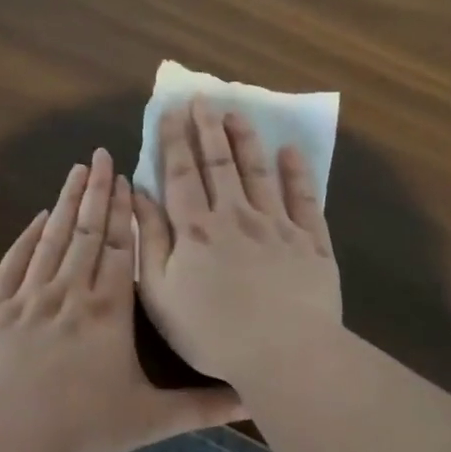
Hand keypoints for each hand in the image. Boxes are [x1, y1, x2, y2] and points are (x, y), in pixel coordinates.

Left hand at [0, 148, 240, 451]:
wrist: (6, 437)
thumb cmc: (82, 426)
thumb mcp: (150, 419)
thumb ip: (202, 407)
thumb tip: (253, 399)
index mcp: (109, 310)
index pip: (119, 248)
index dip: (123, 212)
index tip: (126, 178)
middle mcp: (71, 292)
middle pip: (86, 231)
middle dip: (96, 192)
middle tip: (100, 154)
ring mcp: (29, 298)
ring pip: (52, 239)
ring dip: (65, 203)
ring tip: (75, 171)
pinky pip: (14, 264)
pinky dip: (26, 239)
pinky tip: (36, 219)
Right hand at [132, 99, 342, 388]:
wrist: (284, 352)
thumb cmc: (213, 332)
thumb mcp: (162, 293)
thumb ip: (151, 240)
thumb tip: (138, 195)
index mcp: (197, 229)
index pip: (181, 174)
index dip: (174, 140)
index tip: (170, 111)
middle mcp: (236, 215)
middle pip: (220, 163)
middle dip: (207, 128)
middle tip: (202, 99)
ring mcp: (278, 225)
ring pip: (259, 172)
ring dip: (246, 140)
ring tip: (237, 113)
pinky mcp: (311, 241)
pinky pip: (304, 198)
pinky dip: (297, 172)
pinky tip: (290, 152)